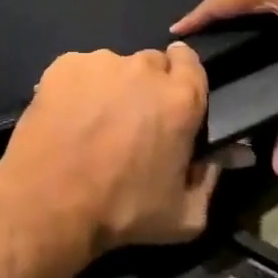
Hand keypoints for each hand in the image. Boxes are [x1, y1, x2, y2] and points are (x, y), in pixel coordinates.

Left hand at [0, 44, 217, 257]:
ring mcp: (99, 62)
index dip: (183, 76)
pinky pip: (79, 70)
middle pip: (152, 63)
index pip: (191, 61)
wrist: (50, 201)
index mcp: (181, 97)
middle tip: (132, 119)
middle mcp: (142, 68)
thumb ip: (210, 179)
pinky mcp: (63, 65)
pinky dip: (78, 87)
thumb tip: (226, 157)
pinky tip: (67, 117)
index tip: (172, 95)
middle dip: (147, 85)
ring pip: (113, 66)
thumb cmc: (123, 211)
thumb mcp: (186, 215)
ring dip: (111, 86)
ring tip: (93, 121)